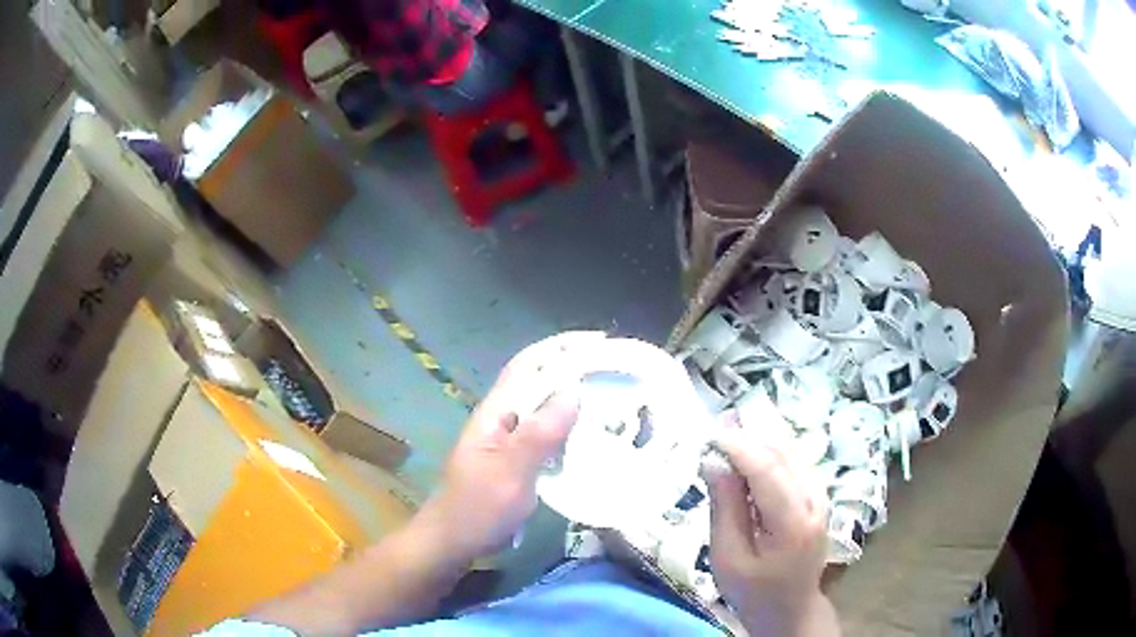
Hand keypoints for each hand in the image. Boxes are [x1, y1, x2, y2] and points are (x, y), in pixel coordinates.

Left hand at [419, 333, 600, 565]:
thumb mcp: (510, 472)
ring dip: (574, 399)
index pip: (528, 365)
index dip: (560, 348)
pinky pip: (548, 435)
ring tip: (612, 399)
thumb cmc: (478, 508)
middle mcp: (503, 419)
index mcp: (496, 412)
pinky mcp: (517, 460)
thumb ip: (539, 434)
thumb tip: (573, 393)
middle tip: (615, 372)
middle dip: (573, 370)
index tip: (598, 342)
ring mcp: (509, 441)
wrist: (454, 541)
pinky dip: (569, 429)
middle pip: (539, 383)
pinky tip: (591, 438)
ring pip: (545, 409)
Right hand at [703, 418, 838, 635]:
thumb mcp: (728, 558)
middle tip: (714, 432)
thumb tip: (714, 462)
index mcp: (793, 523)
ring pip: (791, 452)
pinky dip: (770, 452)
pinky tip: (749, 455)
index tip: (709, 436)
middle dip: (748, 436)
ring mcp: (821, 496)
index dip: (738, 446)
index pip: (768, 469)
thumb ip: (725, 508)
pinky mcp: (818, 495)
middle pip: (783, 453)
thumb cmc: (753, 590)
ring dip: (759, 440)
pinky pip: (795, 461)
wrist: (790, 606)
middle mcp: (814, 501)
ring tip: (727, 438)